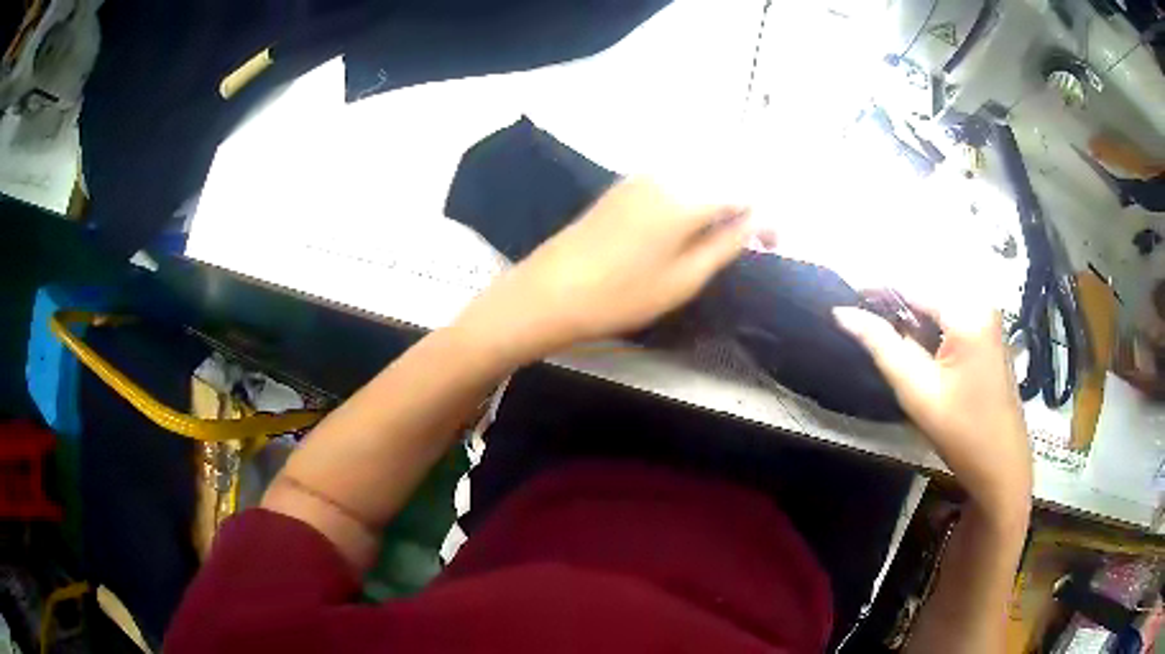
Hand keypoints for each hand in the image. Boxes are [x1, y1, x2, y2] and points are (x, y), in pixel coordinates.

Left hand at [456, 177, 762, 361]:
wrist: (549, 293)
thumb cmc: (621, 295)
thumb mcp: (685, 279)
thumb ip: (727, 243)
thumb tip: (759, 220)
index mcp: (687, 196)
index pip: (745, 193)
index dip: (766, 217)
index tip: (774, 245)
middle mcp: (666, 174)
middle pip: (722, 179)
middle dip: (744, 207)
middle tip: (751, 244)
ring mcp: (640, 177)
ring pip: (697, 179)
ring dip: (718, 203)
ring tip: (721, 242)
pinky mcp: (623, 187)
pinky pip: (672, 183)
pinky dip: (692, 201)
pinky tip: (688, 230)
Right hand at [834, 303, 1031, 520]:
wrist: (1002, 467)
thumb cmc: (962, 433)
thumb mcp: (917, 391)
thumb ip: (881, 345)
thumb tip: (843, 313)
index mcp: (967, 313)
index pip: (912, 286)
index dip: (875, 288)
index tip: (844, 298)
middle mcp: (981, 306)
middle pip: (926, 294)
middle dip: (894, 307)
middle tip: (862, 327)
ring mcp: (988, 322)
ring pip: (937, 308)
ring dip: (910, 321)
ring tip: (884, 340)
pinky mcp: (989, 338)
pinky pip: (951, 322)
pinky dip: (929, 332)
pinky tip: (916, 353)